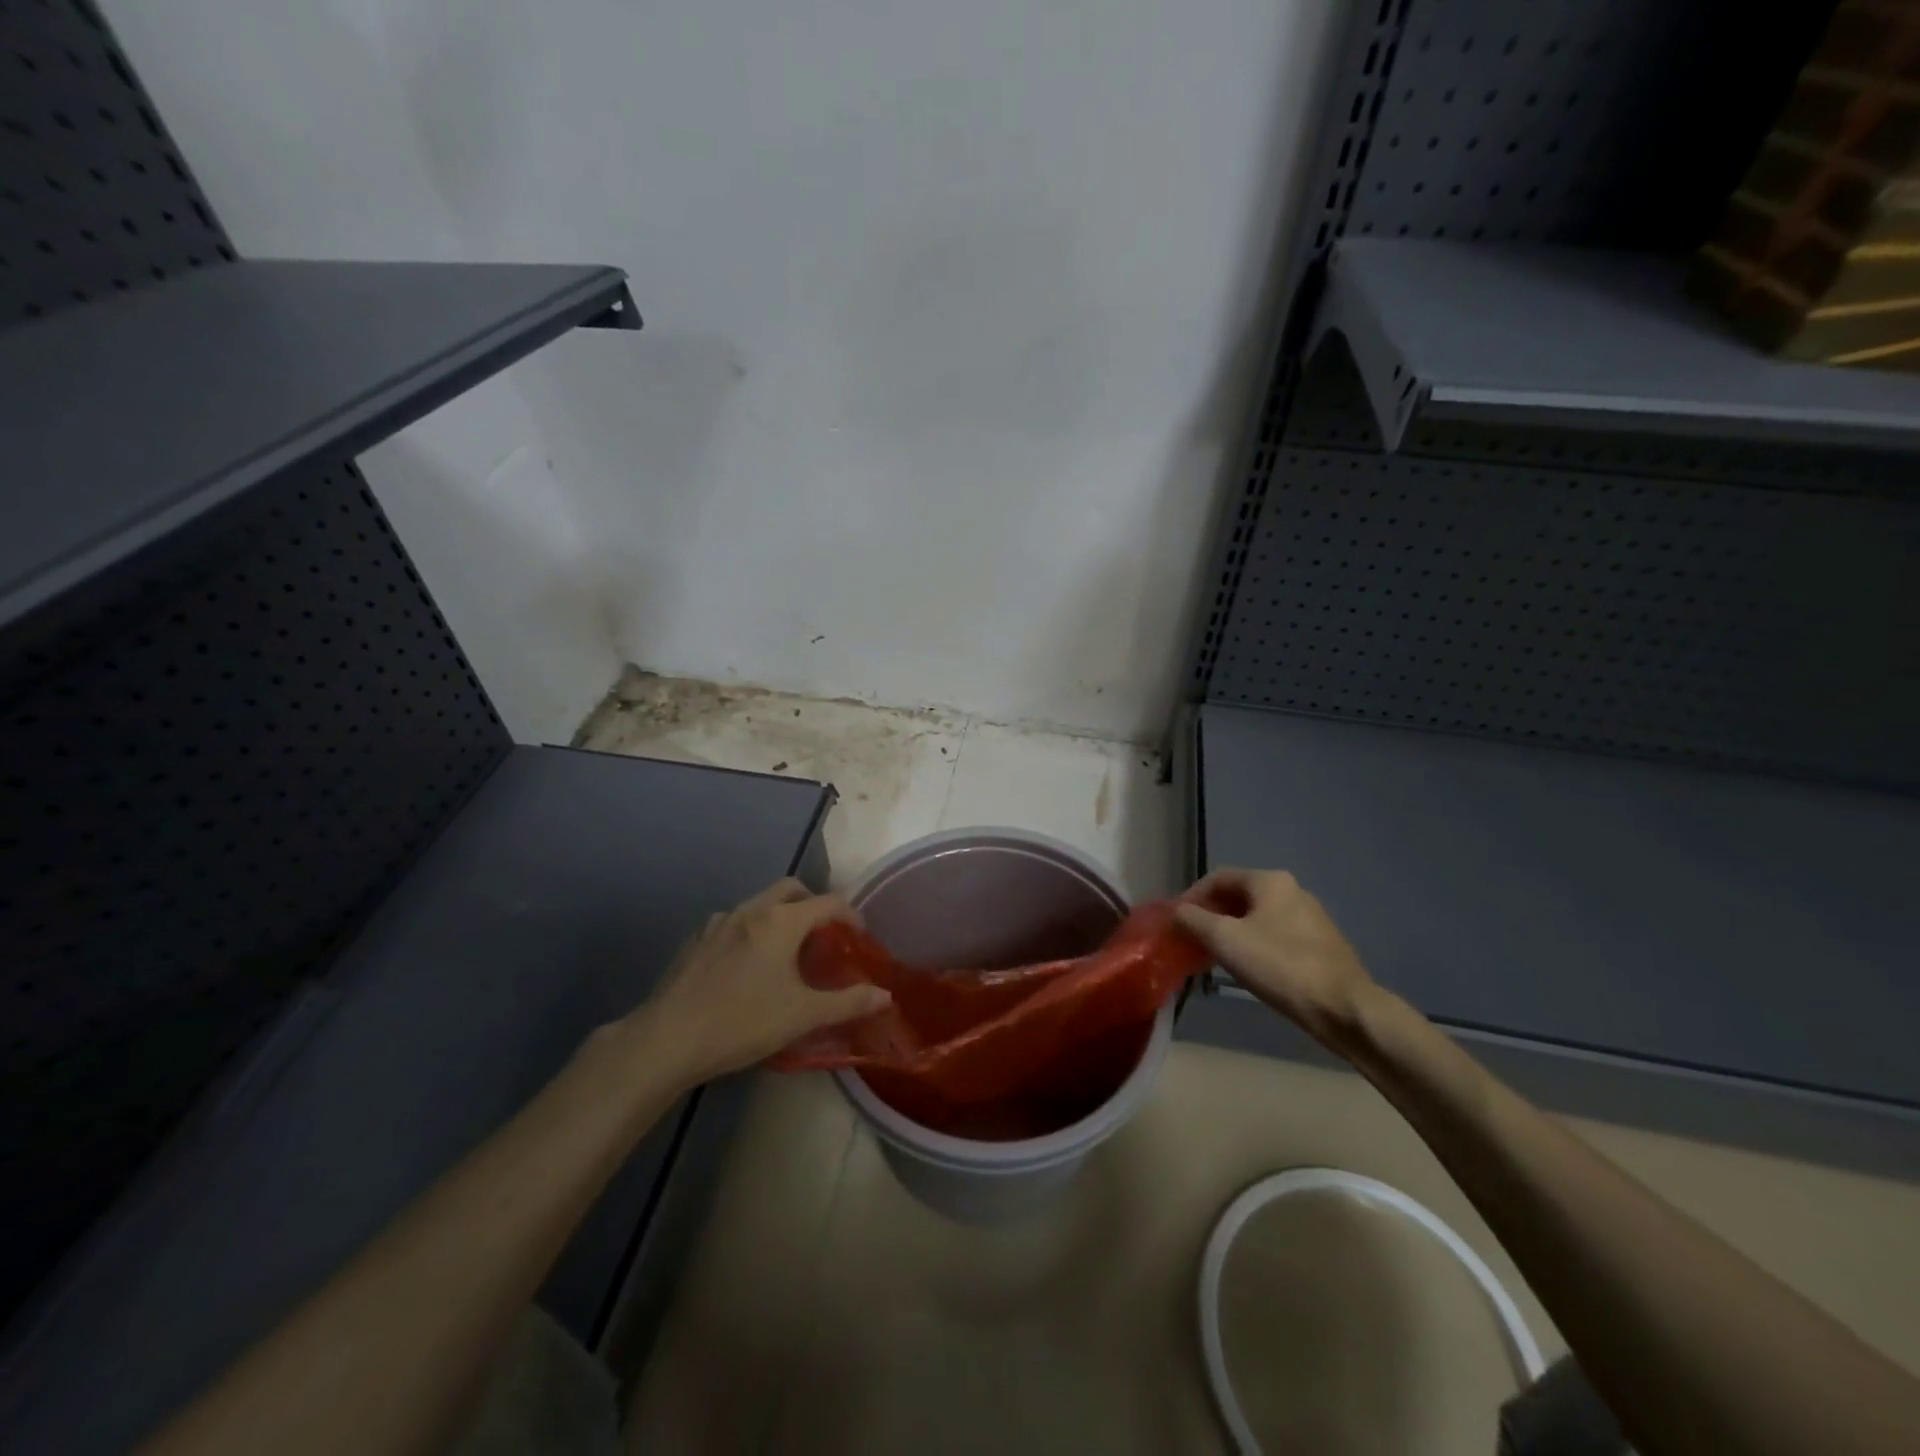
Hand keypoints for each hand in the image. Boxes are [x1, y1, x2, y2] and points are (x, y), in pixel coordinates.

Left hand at [629, 879, 891, 1084]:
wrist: (667, 1039)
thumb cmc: (742, 1022)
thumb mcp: (802, 1015)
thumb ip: (848, 1002)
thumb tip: (886, 995)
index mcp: (781, 921)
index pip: (829, 902)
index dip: (851, 915)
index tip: (860, 937)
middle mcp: (751, 910)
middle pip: (791, 889)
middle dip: (813, 904)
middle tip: (824, 936)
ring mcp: (719, 923)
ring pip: (760, 904)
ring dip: (781, 916)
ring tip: (788, 953)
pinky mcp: (696, 941)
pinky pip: (735, 923)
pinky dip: (753, 932)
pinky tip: (749, 967)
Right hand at [1176, 868, 1379, 1051]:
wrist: (1344, 1009)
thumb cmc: (1279, 965)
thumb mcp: (1224, 940)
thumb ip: (1193, 920)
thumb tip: (1175, 911)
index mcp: (1270, 881)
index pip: (1218, 877)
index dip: (1192, 896)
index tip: (1175, 921)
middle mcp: (1292, 891)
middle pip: (1239, 896)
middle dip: (1211, 915)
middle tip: (1192, 940)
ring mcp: (1311, 918)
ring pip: (1258, 918)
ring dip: (1232, 932)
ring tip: (1214, 957)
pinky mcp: (1321, 945)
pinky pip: (1276, 936)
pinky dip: (1254, 945)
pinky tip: (1248, 969)